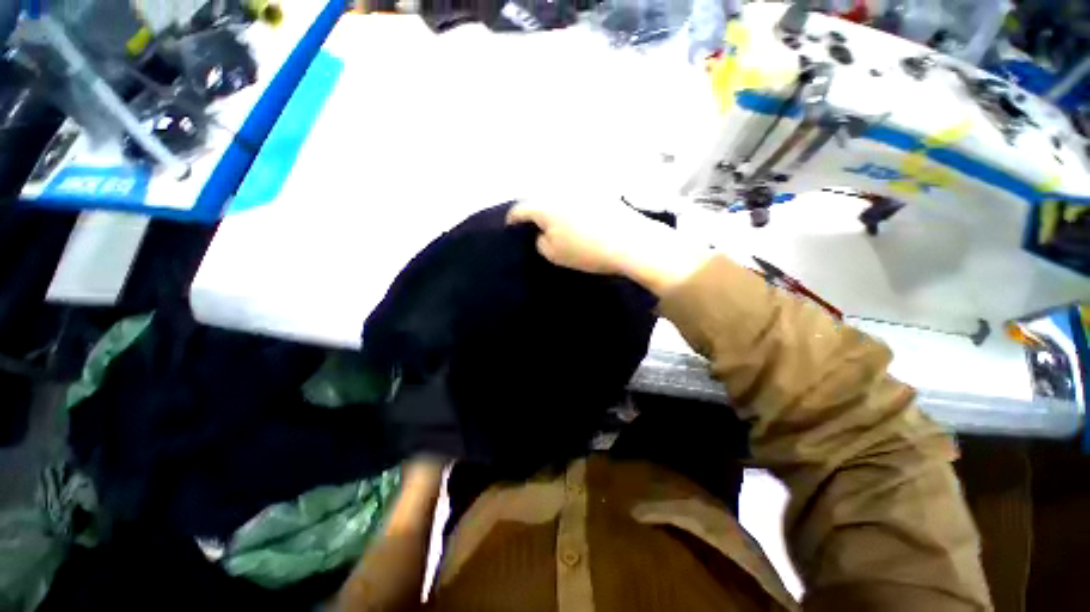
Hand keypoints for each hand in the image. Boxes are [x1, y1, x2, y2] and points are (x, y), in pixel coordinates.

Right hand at [507, 196, 712, 295]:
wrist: (631, 243)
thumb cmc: (587, 251)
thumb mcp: (553, 254)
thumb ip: (540, 242)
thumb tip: (541, 233)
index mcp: (545, 204)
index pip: (519, 210)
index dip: (512, 222)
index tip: (511, 231)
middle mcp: (560, 190)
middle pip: (539, 200)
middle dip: (534, 215)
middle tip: (535, 231)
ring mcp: (582, 189)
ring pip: (558, 198)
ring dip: (553, 210)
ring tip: (557, 227)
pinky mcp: (600, 192)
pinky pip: (576, 199)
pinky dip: (571, 209)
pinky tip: (578, 222)